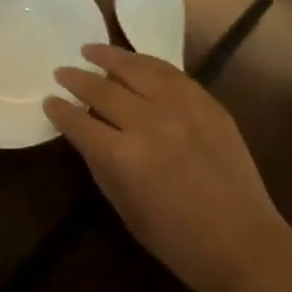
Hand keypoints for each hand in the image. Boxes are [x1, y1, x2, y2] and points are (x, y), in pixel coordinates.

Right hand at [46, 44, 291, 291]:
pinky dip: (147, 62)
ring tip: (91, 49)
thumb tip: (86, 134)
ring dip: (110, 56)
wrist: (242, 241)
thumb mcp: (125, 209)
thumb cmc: (177, 240)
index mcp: (123, 157)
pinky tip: (134, 60)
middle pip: (104, 89)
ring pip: (137, 68)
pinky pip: (170, 72)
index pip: (80, 123)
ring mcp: (181, 107)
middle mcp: (149, 122)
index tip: (49, 100)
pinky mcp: (206, 102)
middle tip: (62, 71)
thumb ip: (101, 166)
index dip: (60, 111)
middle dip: (78, 79)